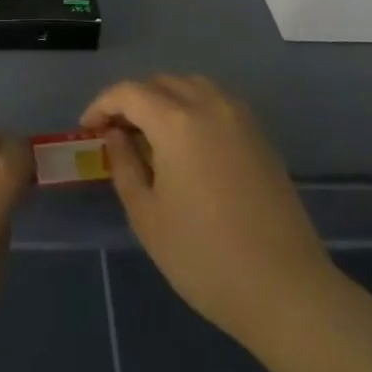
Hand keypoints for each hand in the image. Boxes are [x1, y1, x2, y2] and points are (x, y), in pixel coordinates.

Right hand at [82, 75, 337, 350]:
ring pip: (191, 86)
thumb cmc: (204, 257)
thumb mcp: (147, 215)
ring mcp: (239, 117)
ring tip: (149, 134)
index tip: (86, 129)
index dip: (102, 105)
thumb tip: (115, 135)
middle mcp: (209, 104)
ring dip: (164, 99)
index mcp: (176, 121)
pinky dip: (192, 107)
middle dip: (132, 100)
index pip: (128, 93)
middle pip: (160, 83)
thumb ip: (124, 165)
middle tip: (114, 133)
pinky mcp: (259, 134)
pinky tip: (185, 143)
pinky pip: (216, 101)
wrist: (285, 288)